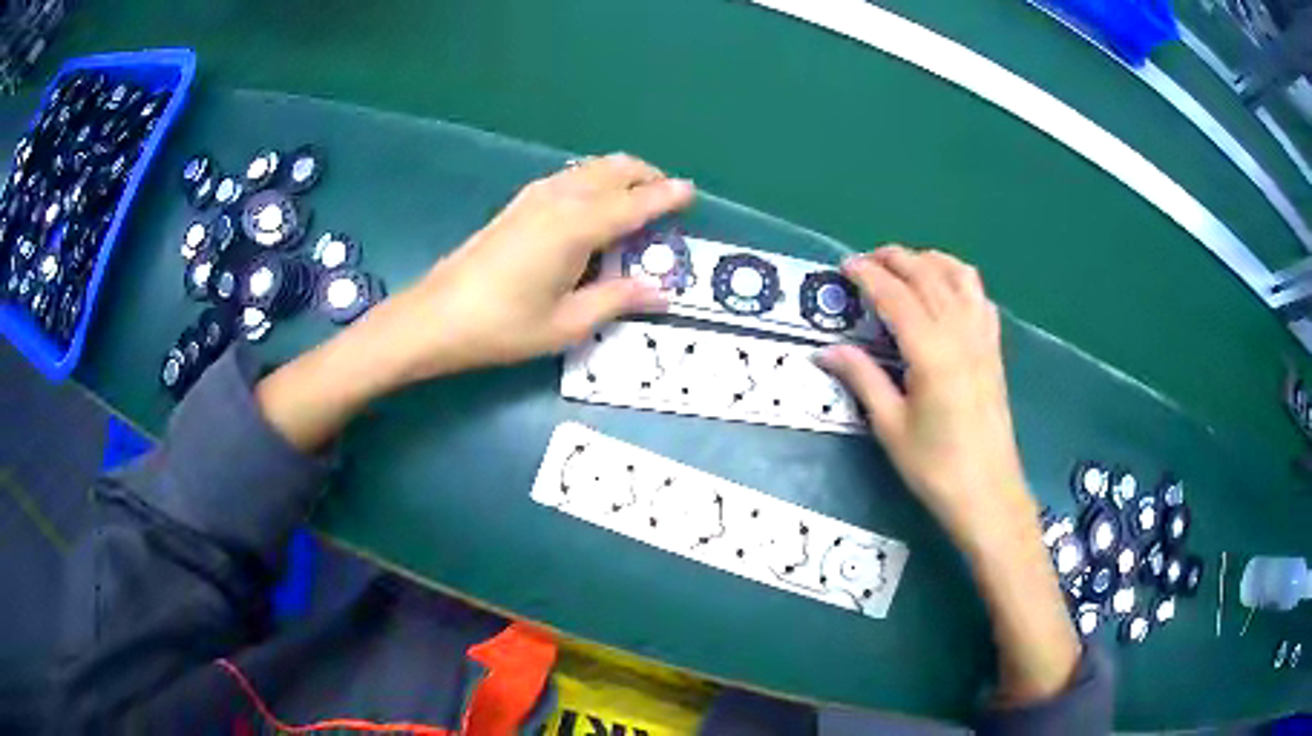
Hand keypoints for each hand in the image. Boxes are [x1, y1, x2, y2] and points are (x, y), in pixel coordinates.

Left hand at [256, 154, 693, 451]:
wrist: (435, 317)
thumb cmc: (502, 326)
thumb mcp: (566, 324)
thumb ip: (616, 300)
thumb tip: (660, 292)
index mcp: (577, 227)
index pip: (634, 204)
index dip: (665, 197)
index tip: (691, 192)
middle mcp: (559, 199)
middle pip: (613, 171)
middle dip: (646, 176)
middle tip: (667, 195)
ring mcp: (534, 197)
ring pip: (589, 169)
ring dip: (619, 175)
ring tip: (636, 197)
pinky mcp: (517, 204)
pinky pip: (568, 178)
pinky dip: (593, 180)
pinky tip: (592, 203)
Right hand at [819, 246, 1030, 546]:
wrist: (988, 493)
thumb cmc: (935, 467)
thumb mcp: (890, 427)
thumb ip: (862, 379)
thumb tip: (826, 351)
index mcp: (931, 352)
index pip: (896, 295)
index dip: (868, 275)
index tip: (845, 265)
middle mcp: (960, 333)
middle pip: (927, 275)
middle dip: (895, 258)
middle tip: (867, 260)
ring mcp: (982, 338)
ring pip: (959, 276)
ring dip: (930, 261)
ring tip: (906, 265)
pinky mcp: (994, 349)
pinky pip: (980, 297)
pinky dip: (960, 280)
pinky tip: (947, 290)